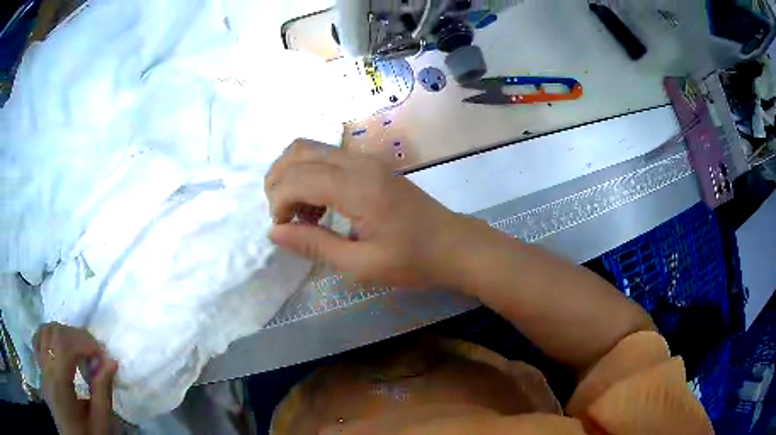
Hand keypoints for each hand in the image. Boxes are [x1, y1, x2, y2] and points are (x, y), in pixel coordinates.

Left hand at [34, 322, 117, 434]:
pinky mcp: (41, 369)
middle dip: (76, 336)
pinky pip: (39, 340)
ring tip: (79, 350)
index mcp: (59, 384)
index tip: (103, 355)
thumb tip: (110, 361)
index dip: (84, 341)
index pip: (64, 344)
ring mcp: (41, 368)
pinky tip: (60, 347)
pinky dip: (50, 336)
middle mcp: (46, 370)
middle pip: (54, 333)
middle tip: (94, 353)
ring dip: (64, 334)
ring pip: (45, 331)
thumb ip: (102, 391)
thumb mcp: (100, 422)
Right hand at [266, 139, 475, 287]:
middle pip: (298, 151)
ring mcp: (366, 160)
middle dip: (278, 181)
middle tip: (282, 217)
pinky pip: (327, 157)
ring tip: (299, 214)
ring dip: (292, 175)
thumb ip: (314, 245)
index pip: (297, 177)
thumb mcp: (361, 265)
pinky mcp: (371, 165)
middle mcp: (358, 163)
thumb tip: (274, 231)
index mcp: (357, 187)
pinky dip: (309, 174)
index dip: (278, 202)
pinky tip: (319, 207)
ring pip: (311, 148)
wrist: (453, 245)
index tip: (282, 229)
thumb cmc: (412, 261)